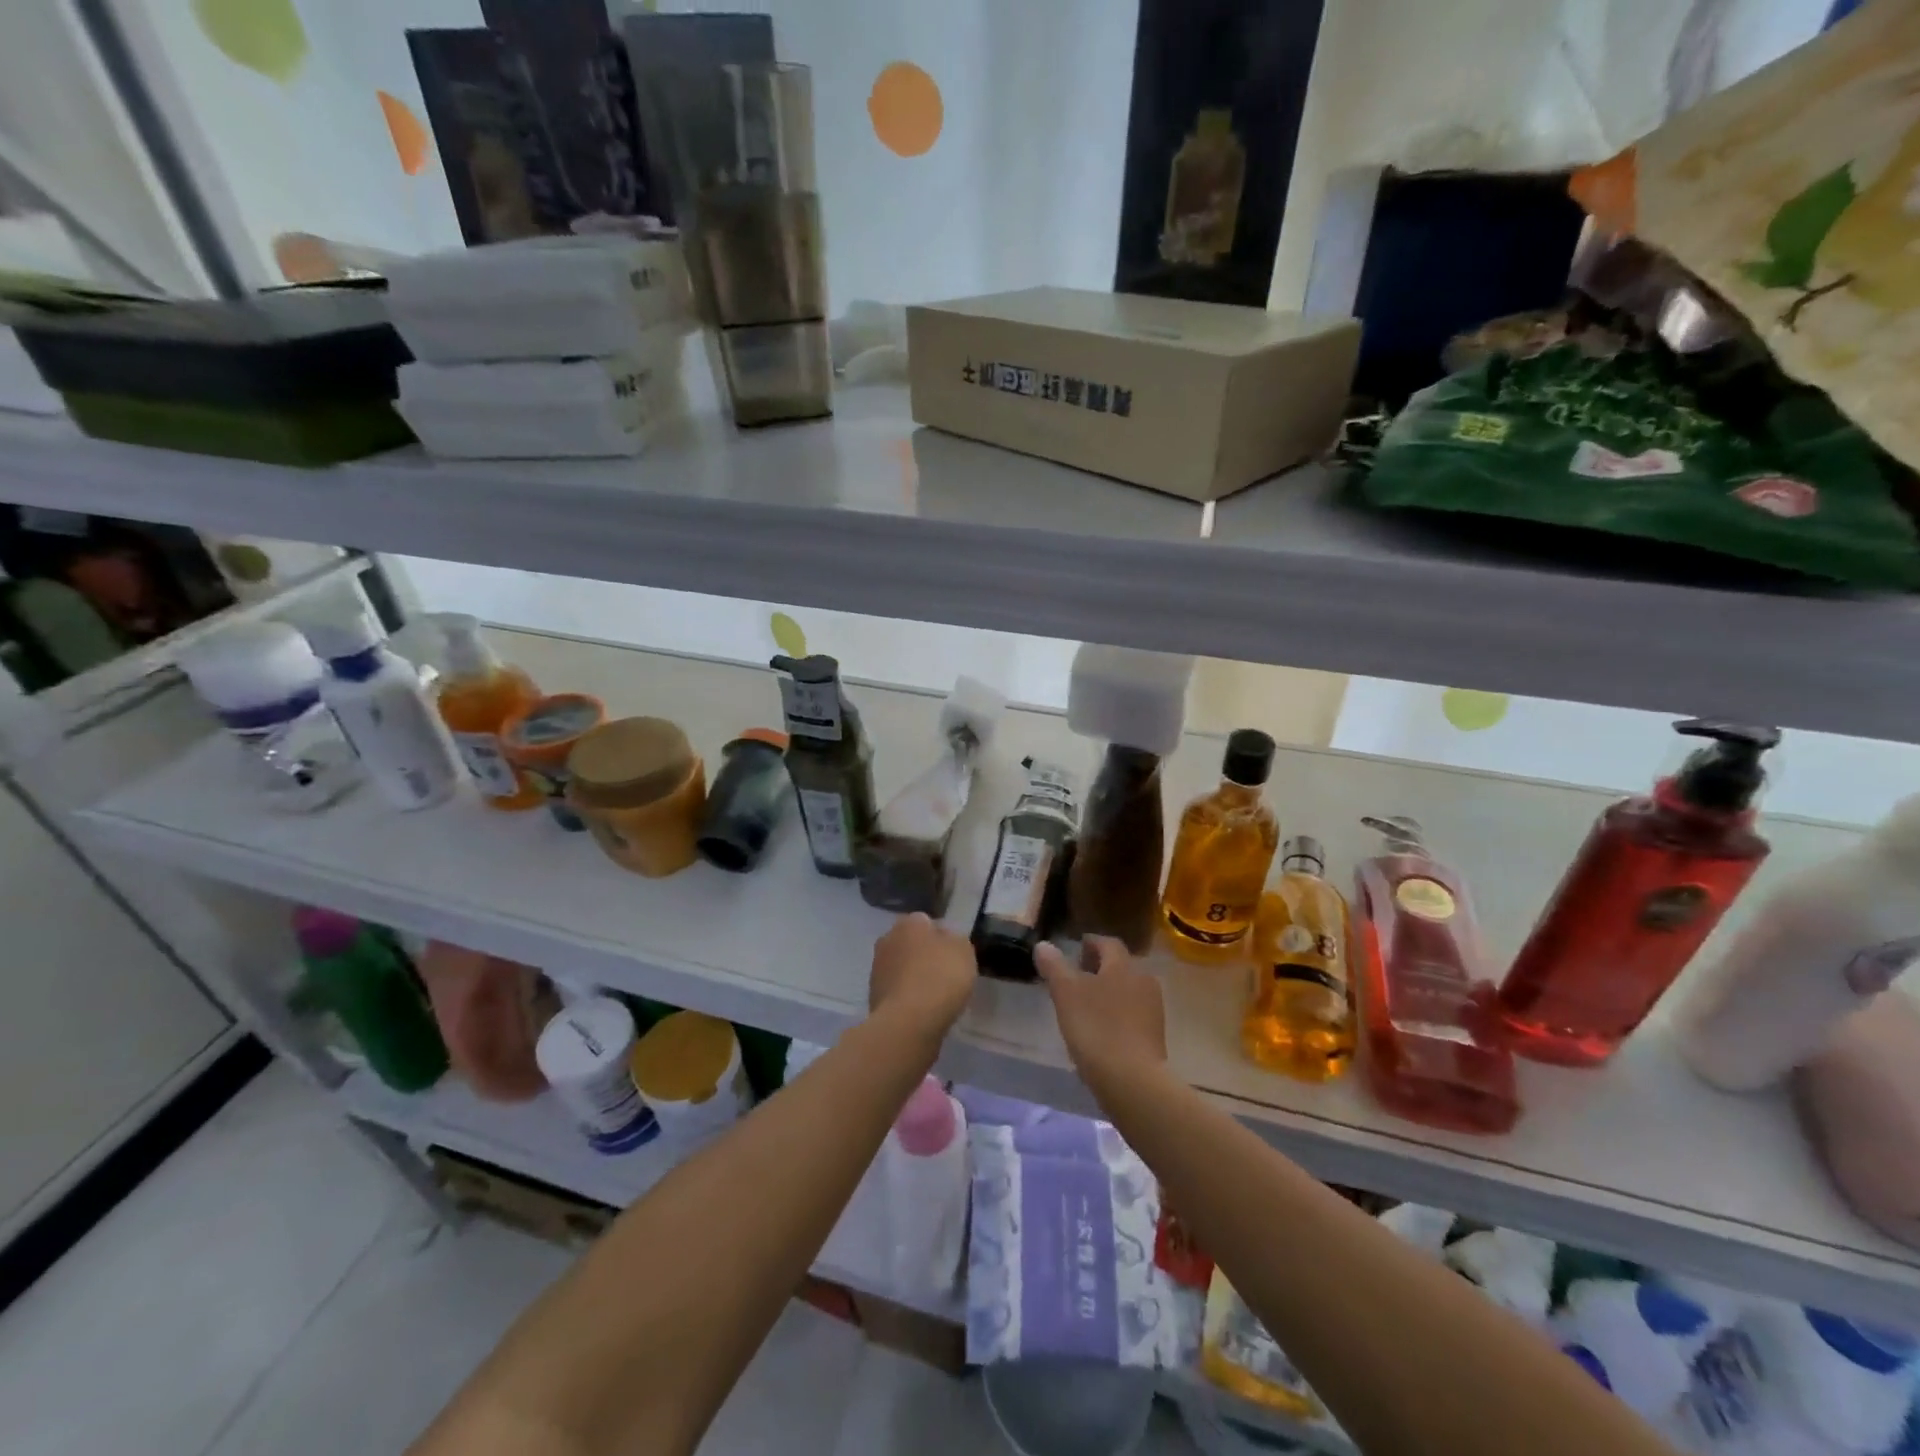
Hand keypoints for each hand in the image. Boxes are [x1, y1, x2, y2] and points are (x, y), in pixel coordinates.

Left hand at [869, 912, 976, 1039]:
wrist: (909, 1021)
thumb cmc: (940, 977)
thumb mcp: (963, 951)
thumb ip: (955, 939)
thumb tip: (944, 938)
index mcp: (909, 923)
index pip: (926, 922)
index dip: (941, 936)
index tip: (953, 954)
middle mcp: (888, 939)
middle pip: (910, 943)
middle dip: (923, 954)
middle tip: (944, 973)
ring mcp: (877, 968)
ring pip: (901, 967)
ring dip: (914, 976)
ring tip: (934, 995)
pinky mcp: (873, 996)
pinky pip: (897, 990)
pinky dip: (907, 997)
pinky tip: (922, 1009)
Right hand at [1034, 936, 1166, 1091]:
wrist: (1133, 1080)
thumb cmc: (1096, 1028)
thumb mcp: (1066, 993)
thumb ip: (1054, 966)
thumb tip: (1043, 944)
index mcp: (1123, 965)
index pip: (1108, 943)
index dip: (1090, 943)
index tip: (1075, 950)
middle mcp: (1143, 980)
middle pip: (1120, 966)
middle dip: (1099, 968)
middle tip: (1076, 978)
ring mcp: (1153, 1009)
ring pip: (1127, 990)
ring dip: (1109, 992)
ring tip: (1085, 1006)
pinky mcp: (1155, 1035)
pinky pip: (1133, 1013)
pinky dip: (1117, 1014)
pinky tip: (1101, 1030)